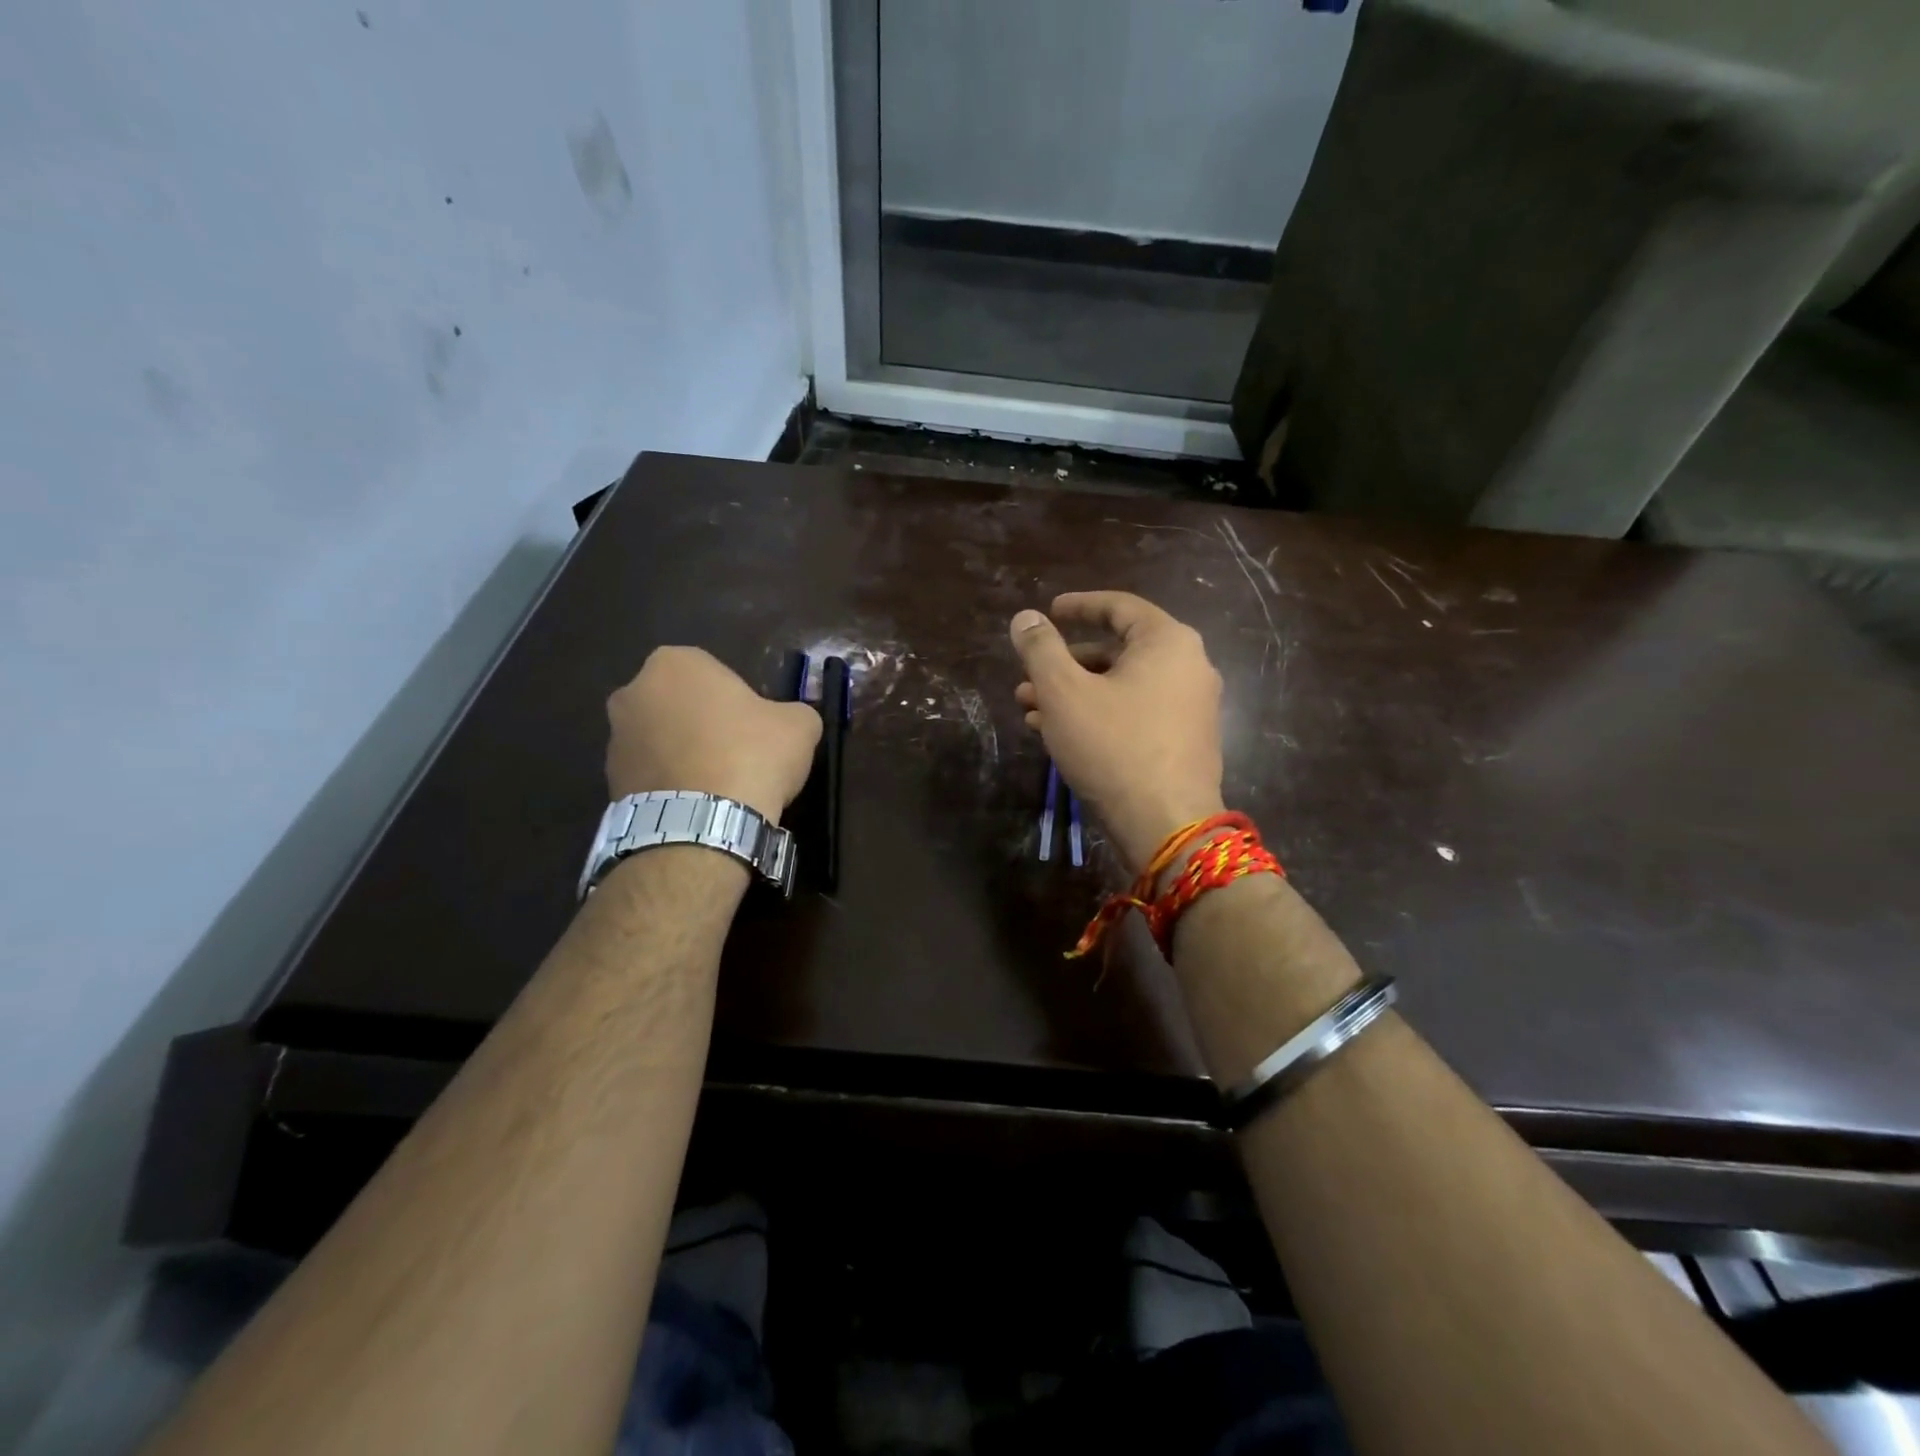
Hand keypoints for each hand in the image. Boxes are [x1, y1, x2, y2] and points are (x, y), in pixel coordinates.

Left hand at [605, 648, 821, 823]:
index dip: (738, 699)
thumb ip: (793, 712)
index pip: (713, 672)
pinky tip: (698, 807)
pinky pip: (650, 776)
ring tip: (718, 788)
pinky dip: (670, 786)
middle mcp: (633, 692)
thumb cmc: (751, 755)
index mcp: (675, 663)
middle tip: (737, 753)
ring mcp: (615, 739)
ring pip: (661, 740)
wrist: (703, 824)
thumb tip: (790, 721)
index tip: (755, 727)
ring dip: (684, 755)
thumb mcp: (799, 725)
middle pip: (680, 703)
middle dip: (702, 723)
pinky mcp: (609, 782)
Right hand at [1010, 592, 1224, 872]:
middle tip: (1028, 676)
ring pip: (1122, 686)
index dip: (1079, 606)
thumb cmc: (1113, 746)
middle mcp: (1189, 667)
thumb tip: (1024, 617)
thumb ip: (1040, 649)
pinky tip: (1057, 734)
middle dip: (1066, 663)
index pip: (1119, 607)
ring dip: (1075, 693)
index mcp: (1168, 642)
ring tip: (1030, 710)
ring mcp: (1191, 707)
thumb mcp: (1063, 692)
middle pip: (1118, 651)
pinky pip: (1136, 713)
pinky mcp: (1185, 741)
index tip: (1050, 611)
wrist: (1166, 824)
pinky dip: (1098, 714)